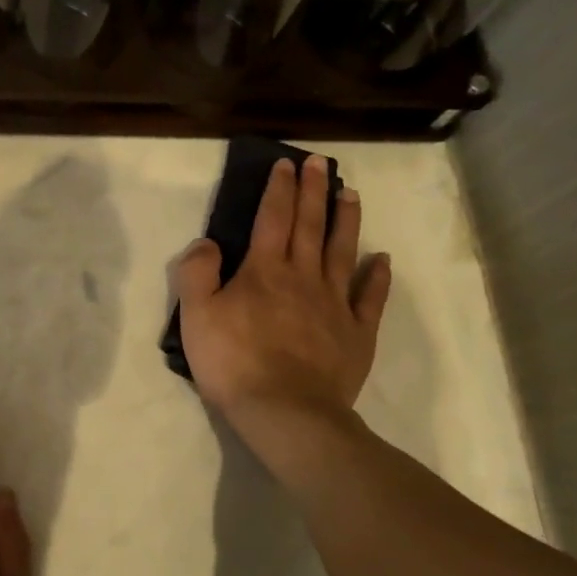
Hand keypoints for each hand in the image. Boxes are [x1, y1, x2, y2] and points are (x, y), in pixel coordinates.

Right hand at [174, 156, 391, 461]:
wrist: (286, 412)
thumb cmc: (234, 362)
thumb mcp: (195, 316)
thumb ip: (197, 273)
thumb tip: (207, 243)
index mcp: (264, 270)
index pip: (272, 218)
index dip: (278, 189)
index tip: (287, 164)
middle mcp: (303, 277)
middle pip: (310, 225)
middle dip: (314, 191)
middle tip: (321, 163)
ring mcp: (334, 303)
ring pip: (342, 251)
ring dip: (346, 220)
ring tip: (351, 194)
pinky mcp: (356, 333)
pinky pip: (369, 297)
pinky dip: (376, 276)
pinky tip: (381, 259)